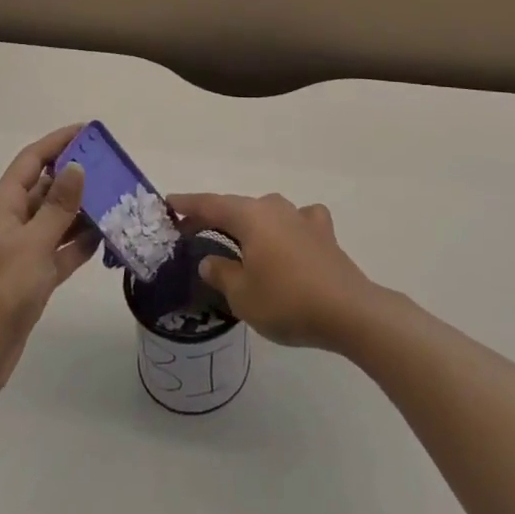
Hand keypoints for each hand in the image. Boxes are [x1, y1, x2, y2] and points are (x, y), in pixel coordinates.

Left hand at [0, 125, 99, 402]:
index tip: (88, 130)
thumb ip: (58, 206)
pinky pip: (63, 248)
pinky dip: (82, 242)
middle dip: (77, 175)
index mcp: (4, 206)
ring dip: (84, 209)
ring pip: (58, 218)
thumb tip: (77, 166)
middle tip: (113, 167)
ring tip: (118, 198)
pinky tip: (107, 236)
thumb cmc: (2, 290)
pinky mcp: (35, 275)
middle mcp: (14, 222)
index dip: (57, 142)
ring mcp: (25, 249)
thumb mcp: (33, 243)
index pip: (32, 161)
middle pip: (47, 187)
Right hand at [164, 192, 378, 350]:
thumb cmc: (286, 300)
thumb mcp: (242, 294)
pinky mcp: (323, 233)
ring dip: (249, 224)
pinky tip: (288, 240)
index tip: (168, 203)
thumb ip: (221, 273)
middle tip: (192, 231)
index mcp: (250, 216)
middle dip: (214, 217)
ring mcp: (302, 217)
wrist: (347, 310)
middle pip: (237, 207)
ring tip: (237, 240)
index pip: (210, 204)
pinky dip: (285, 229)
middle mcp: (275, 207)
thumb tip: (210, 259)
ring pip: (266, 213)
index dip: (187, 205)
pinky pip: (296, 222)